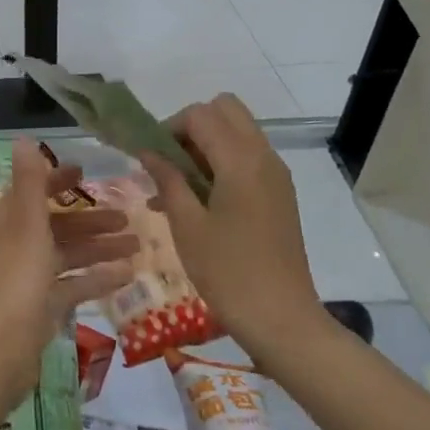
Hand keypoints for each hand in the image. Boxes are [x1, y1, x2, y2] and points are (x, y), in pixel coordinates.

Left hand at [0, 139, 135, 401]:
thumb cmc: (16, 279)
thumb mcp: (27, 224)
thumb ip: (30, 182)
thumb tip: (23, 139)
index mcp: (9, 221)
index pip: (33, 191)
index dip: (58, 179)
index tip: (86, 172)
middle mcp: (17, 244)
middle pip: (57, 224)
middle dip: (91, 219)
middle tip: (128, 216)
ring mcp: (29, 277)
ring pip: (68, 254)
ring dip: (100, 247)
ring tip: (138, 244)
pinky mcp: (42, 306)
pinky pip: (73, 284)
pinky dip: (97, 277)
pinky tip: (128, 275)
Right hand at [139, 94, 322, 363]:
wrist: (282, 319)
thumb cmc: (228, 272)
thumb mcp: (187, 224)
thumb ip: (167, 178)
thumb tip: (147, 150)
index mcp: (240, 159)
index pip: (200, 114)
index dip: (169, 127)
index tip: (150, 158)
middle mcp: (263, 156)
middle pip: (225, 110)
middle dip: (192, 126)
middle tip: (170, 162)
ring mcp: (276, 174)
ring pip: (237, 132)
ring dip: (206, 144)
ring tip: (177, 187)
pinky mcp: (280, 193)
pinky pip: (248, 157)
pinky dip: (222, 162)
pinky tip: (198, 201)